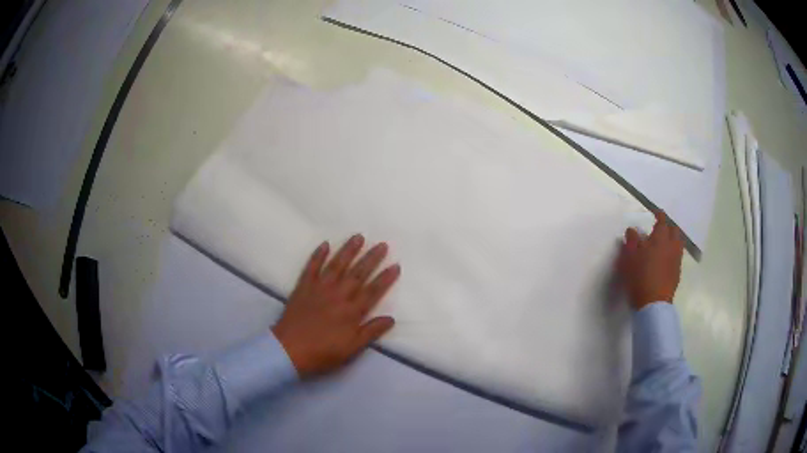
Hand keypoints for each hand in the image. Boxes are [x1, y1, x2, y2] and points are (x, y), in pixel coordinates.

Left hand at [272, 235, 399, 377]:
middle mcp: (338, 295)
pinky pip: (311, 267)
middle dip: (371, 258)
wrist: (289, 350)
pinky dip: (318, 255)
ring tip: (359, 237)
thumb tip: (391, 318)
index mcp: (351, 311)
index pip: (373, 291)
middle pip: (358, 273)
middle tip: (382, 244)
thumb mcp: (351, 349)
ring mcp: (319, 288)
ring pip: (337, 265)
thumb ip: (371, 332)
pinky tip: (325, 244)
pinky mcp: (303, 287)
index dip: (385, 278)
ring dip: (348, 250)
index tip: (396, 265)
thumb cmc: (323, 352)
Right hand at [617, 211, 683, 309]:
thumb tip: (632, 230)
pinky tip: (665, 260)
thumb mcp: (629, 257)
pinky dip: (672, 253)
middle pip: (674, 230)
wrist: (653, 303)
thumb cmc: (640, 276)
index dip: (659, 215)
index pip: (662, 220)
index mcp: (660, 238)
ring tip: (664, 244)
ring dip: (672, 240)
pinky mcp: (677, 273)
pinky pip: (677, 256)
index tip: (655, 212)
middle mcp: (671, 245)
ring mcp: (676, 260)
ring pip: (678, 243)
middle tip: (660, 229)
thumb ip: (631, 241)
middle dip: (668, 227)